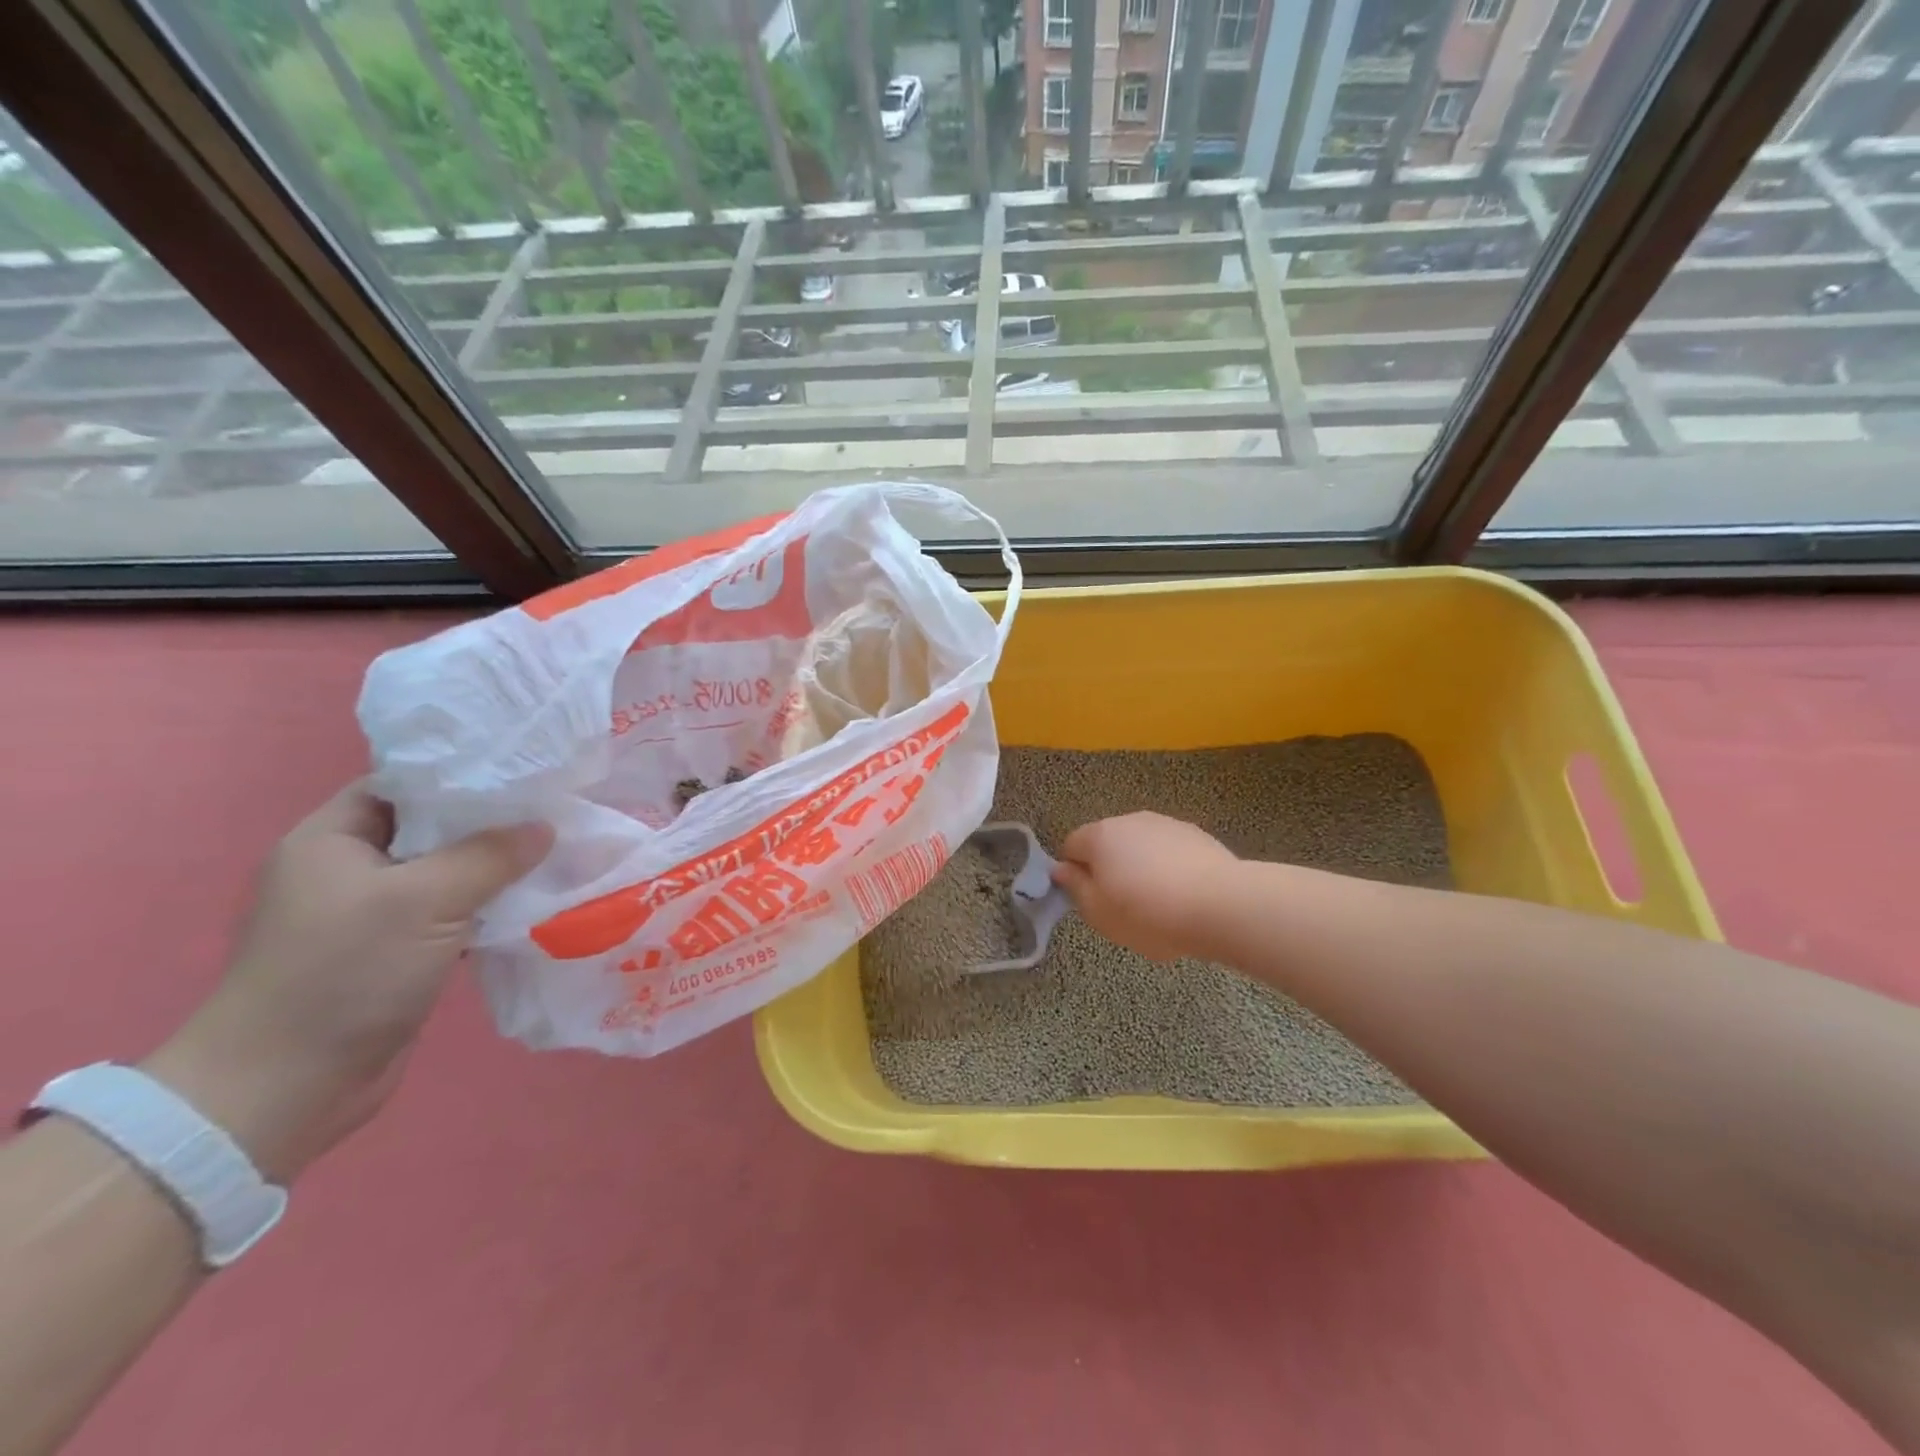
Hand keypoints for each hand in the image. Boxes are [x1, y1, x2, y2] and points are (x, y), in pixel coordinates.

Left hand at [144, 785, 551, 1184]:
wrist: (286, 1088)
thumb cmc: (344, 973)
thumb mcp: (424, 900)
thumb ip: (489, 855)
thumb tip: (544, 828)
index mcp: (331, 839)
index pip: (404, 784)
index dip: (463, 775)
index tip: (526, 773)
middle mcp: (349, 869)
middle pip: (433, 828)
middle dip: (493, 823)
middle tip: (556, 811)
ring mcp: (373, 915)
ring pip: (448, 874)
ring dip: (497, 870)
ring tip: (559, 853)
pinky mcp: (395, 954)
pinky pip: (452, 915)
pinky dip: (489, 909)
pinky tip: (535, 904)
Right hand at [1052, 813, 1240, 961]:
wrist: (1221, 905)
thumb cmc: (1148, 913)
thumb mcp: (1099, 913)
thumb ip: (1075, 888)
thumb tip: (1060, 869)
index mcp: (1099, 836)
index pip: (1071, 846)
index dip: (1074, 873)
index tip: (1090, 900)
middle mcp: (1130, 820)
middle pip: (1108, 843)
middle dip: (1110, 869)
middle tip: (1122, 907)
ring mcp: (1166, 824)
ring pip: (1141, 846)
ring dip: (1141, 867)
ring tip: (1158, 904)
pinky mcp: (1197, 835)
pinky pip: (1170, 851)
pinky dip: (1169, 868)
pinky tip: (1183, 896)